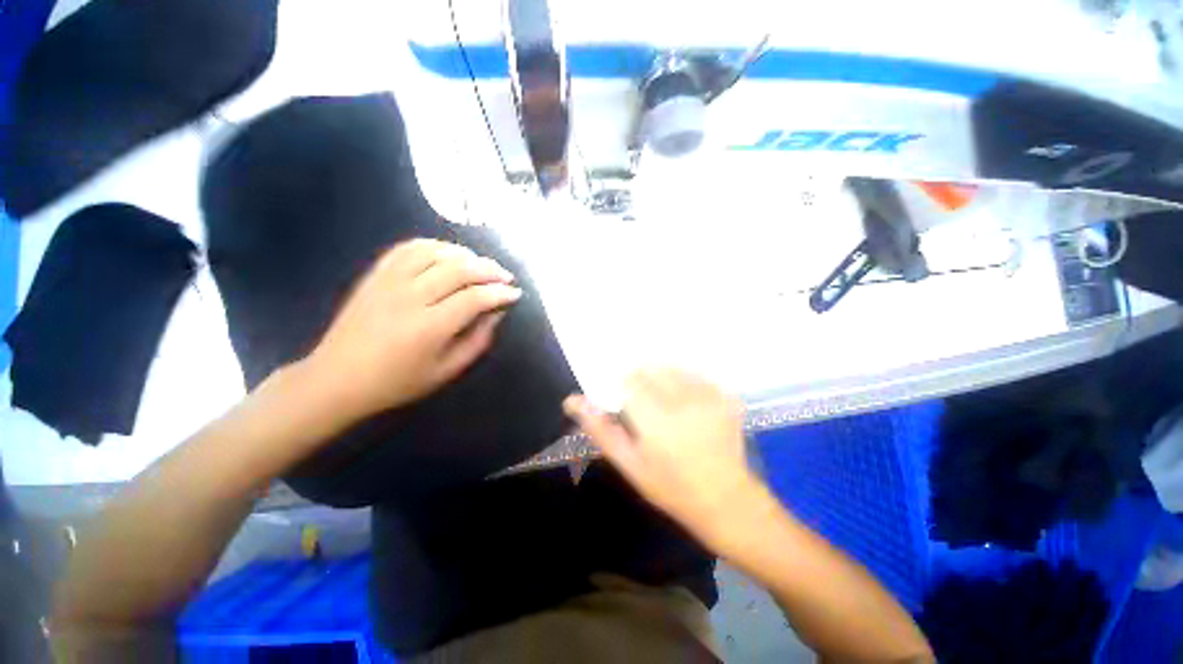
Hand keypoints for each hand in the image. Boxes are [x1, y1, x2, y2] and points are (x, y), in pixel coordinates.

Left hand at [304, 239, 520, 421]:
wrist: (337, 378)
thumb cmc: (397, 382)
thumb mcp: (446, 371)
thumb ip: (477, 340)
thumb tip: (497, 313)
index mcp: (429, 327)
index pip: (475, 298)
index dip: (500, 293)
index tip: (516, 294)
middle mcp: (410, 297)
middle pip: (459, 269)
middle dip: (489, 270)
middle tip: (505, 276)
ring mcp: (389, 281)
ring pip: (435, 252)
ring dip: (465, 255)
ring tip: (481, 265)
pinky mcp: (375, 275)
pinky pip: (408, 248)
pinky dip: (433, 246)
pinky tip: (447, 254)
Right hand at [564, 368, 756, 539]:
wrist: (726, 501)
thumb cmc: (670, 487)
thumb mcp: (629, 463)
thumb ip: (600, 429)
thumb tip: (572, 400)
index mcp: (655, 418)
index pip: (629, 378)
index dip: (622, 385)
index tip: (623, 398)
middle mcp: (683, 400)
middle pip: (651, 369)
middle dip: (641, 380)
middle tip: (644, 404)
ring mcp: (710, 396)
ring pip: (673, 368)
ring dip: (663, 378)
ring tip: (665, 403)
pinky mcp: (727, 397)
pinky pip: (696, 375)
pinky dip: (685, 382)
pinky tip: (687, 403)